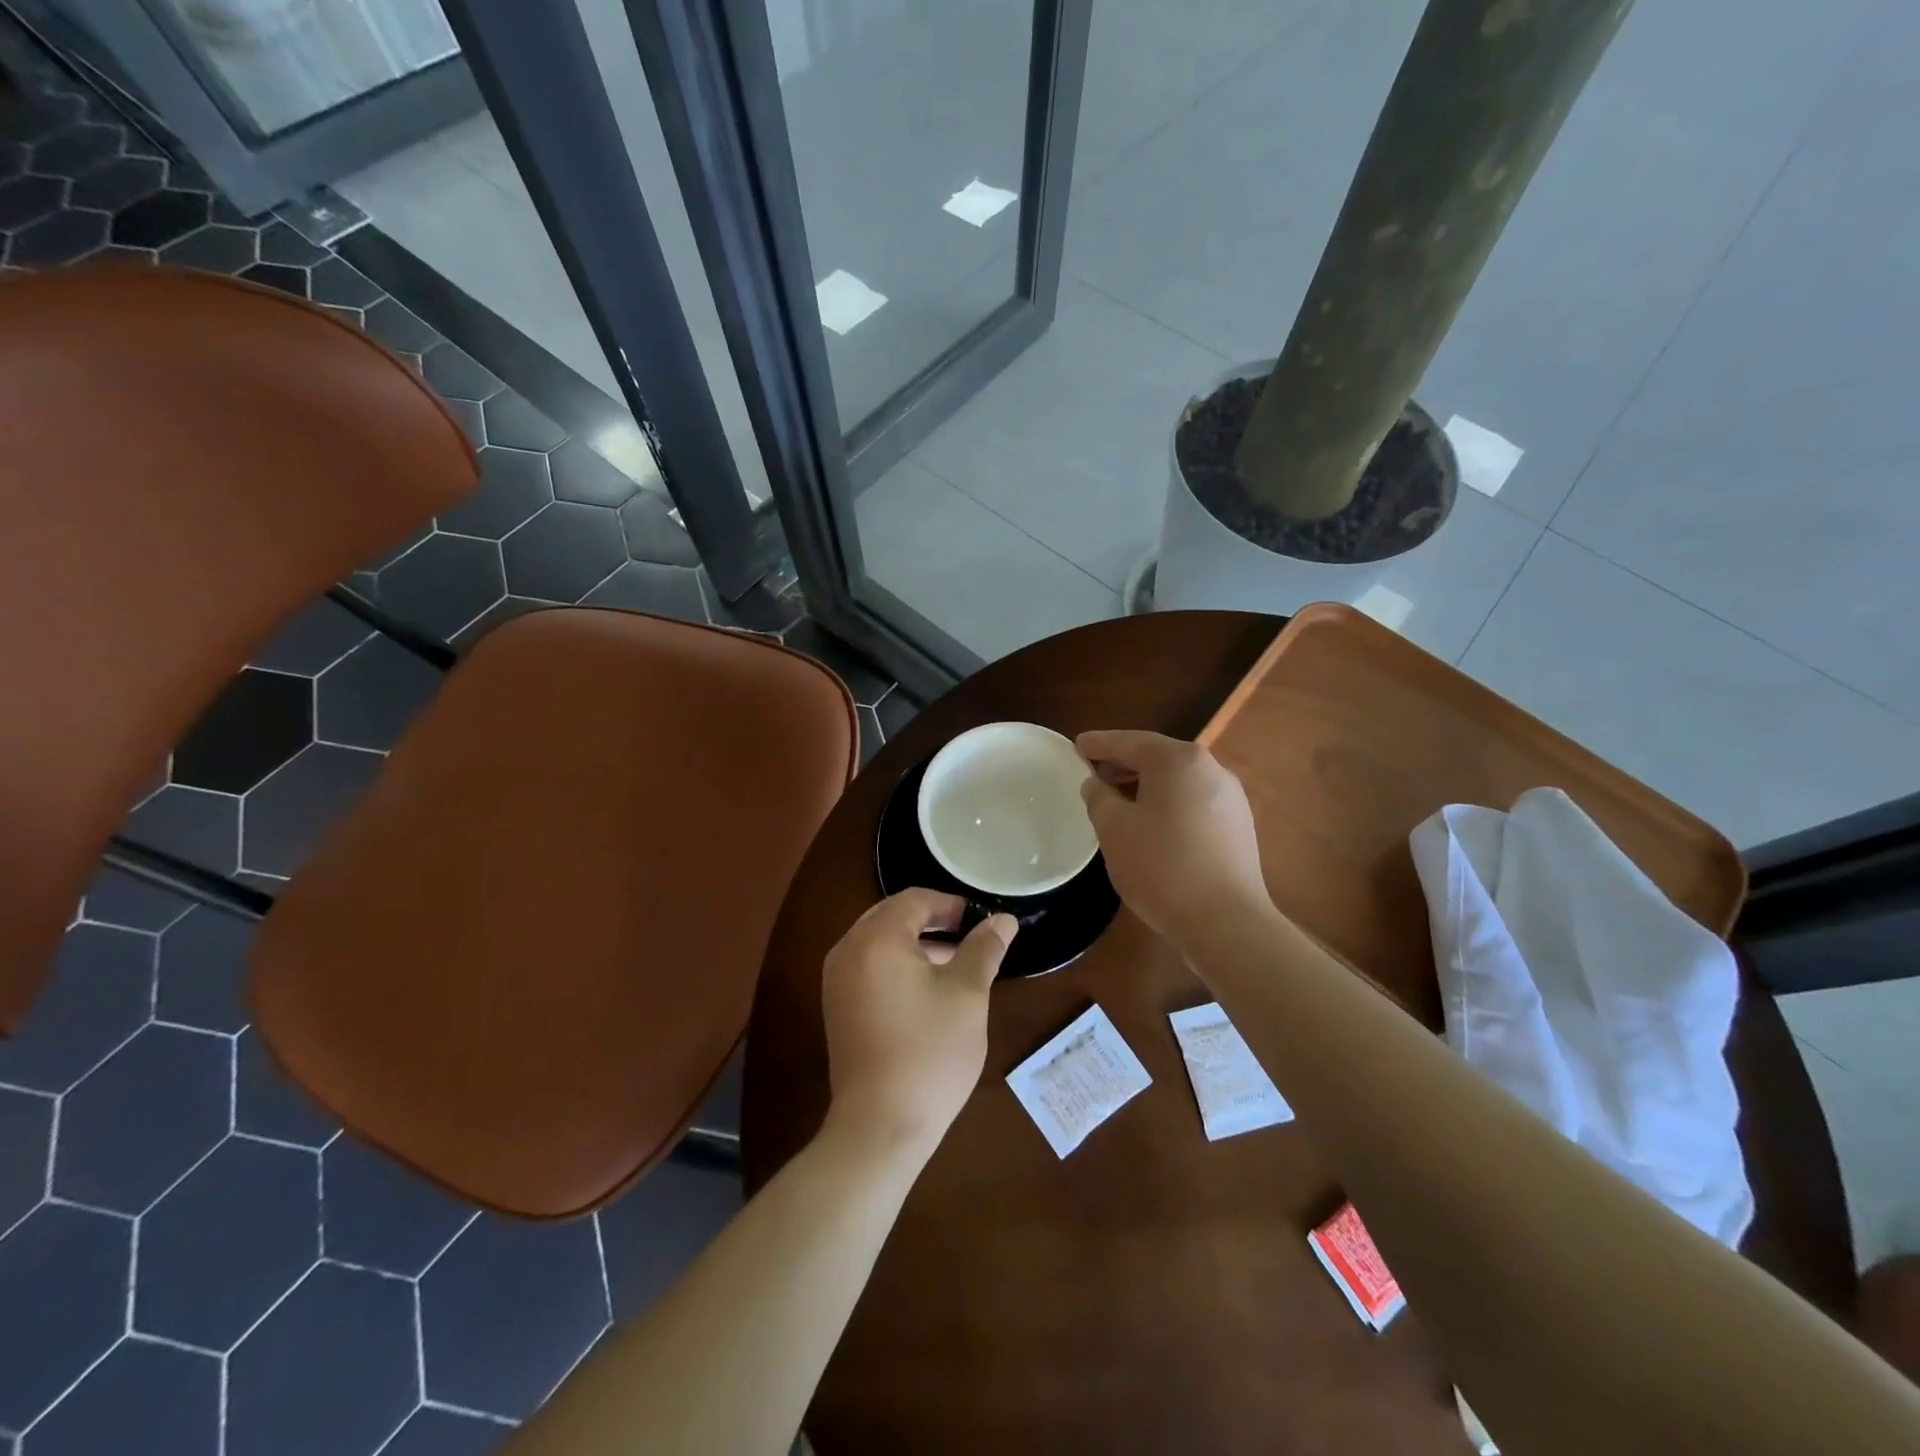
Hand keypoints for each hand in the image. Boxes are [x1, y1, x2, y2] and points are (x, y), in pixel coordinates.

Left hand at [820, 889, 1017, 1159]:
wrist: (879, 1126)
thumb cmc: (929, 1053)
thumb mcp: (967, 996)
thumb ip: (984, 949)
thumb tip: (1003, 919)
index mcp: (877, 938)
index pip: (915, 900)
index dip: (950, 904)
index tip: (980, 921)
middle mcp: (848, 950)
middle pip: (892, 916)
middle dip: (932, 921)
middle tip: (969, 938)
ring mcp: (836, 980)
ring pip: (879, 941)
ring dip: (916, 944)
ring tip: (955, 965)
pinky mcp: (837, 1006)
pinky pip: (868, 966)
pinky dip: (897, 965)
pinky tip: (926, 991)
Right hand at [1077, 729, 1269, 950]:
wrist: (1225, 921)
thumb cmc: (1161, 867)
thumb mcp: (1114, 829)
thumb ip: (1099, 797)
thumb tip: (1096, 783)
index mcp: (1178, 760)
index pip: (1129, 742)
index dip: (1099, 744)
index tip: (1077, 745)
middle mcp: (1210, 769)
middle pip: (1157, 757)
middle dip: (1123, 763)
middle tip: (1093, 773)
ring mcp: (1230, 797)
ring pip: (1177, 780)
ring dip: (1145, 785)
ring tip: (1117, 800)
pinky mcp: (1238, 825)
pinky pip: (1193, 801)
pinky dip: (1167, 803)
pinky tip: (1150, 824)